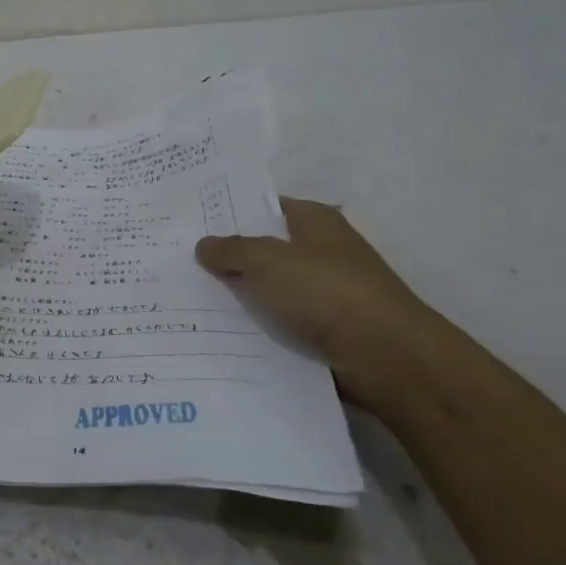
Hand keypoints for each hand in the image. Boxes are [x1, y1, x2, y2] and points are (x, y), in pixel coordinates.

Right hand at [195, 198, 446, 417]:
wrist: (386, 358)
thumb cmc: (326, 292)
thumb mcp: (266, 261)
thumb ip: (231, 249)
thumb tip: (204, 245)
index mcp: (315, 221)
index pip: (265, 206)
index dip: (229, 212)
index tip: (190, 222)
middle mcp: (322, 251)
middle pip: (265, 249)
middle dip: (228, 257)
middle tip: (179, 261)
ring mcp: (327, 293)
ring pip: (270, 290)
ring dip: (240, 297)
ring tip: (189, 301)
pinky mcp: (327, 330)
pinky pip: (281, 323)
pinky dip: (257, 328)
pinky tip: (221, 334)